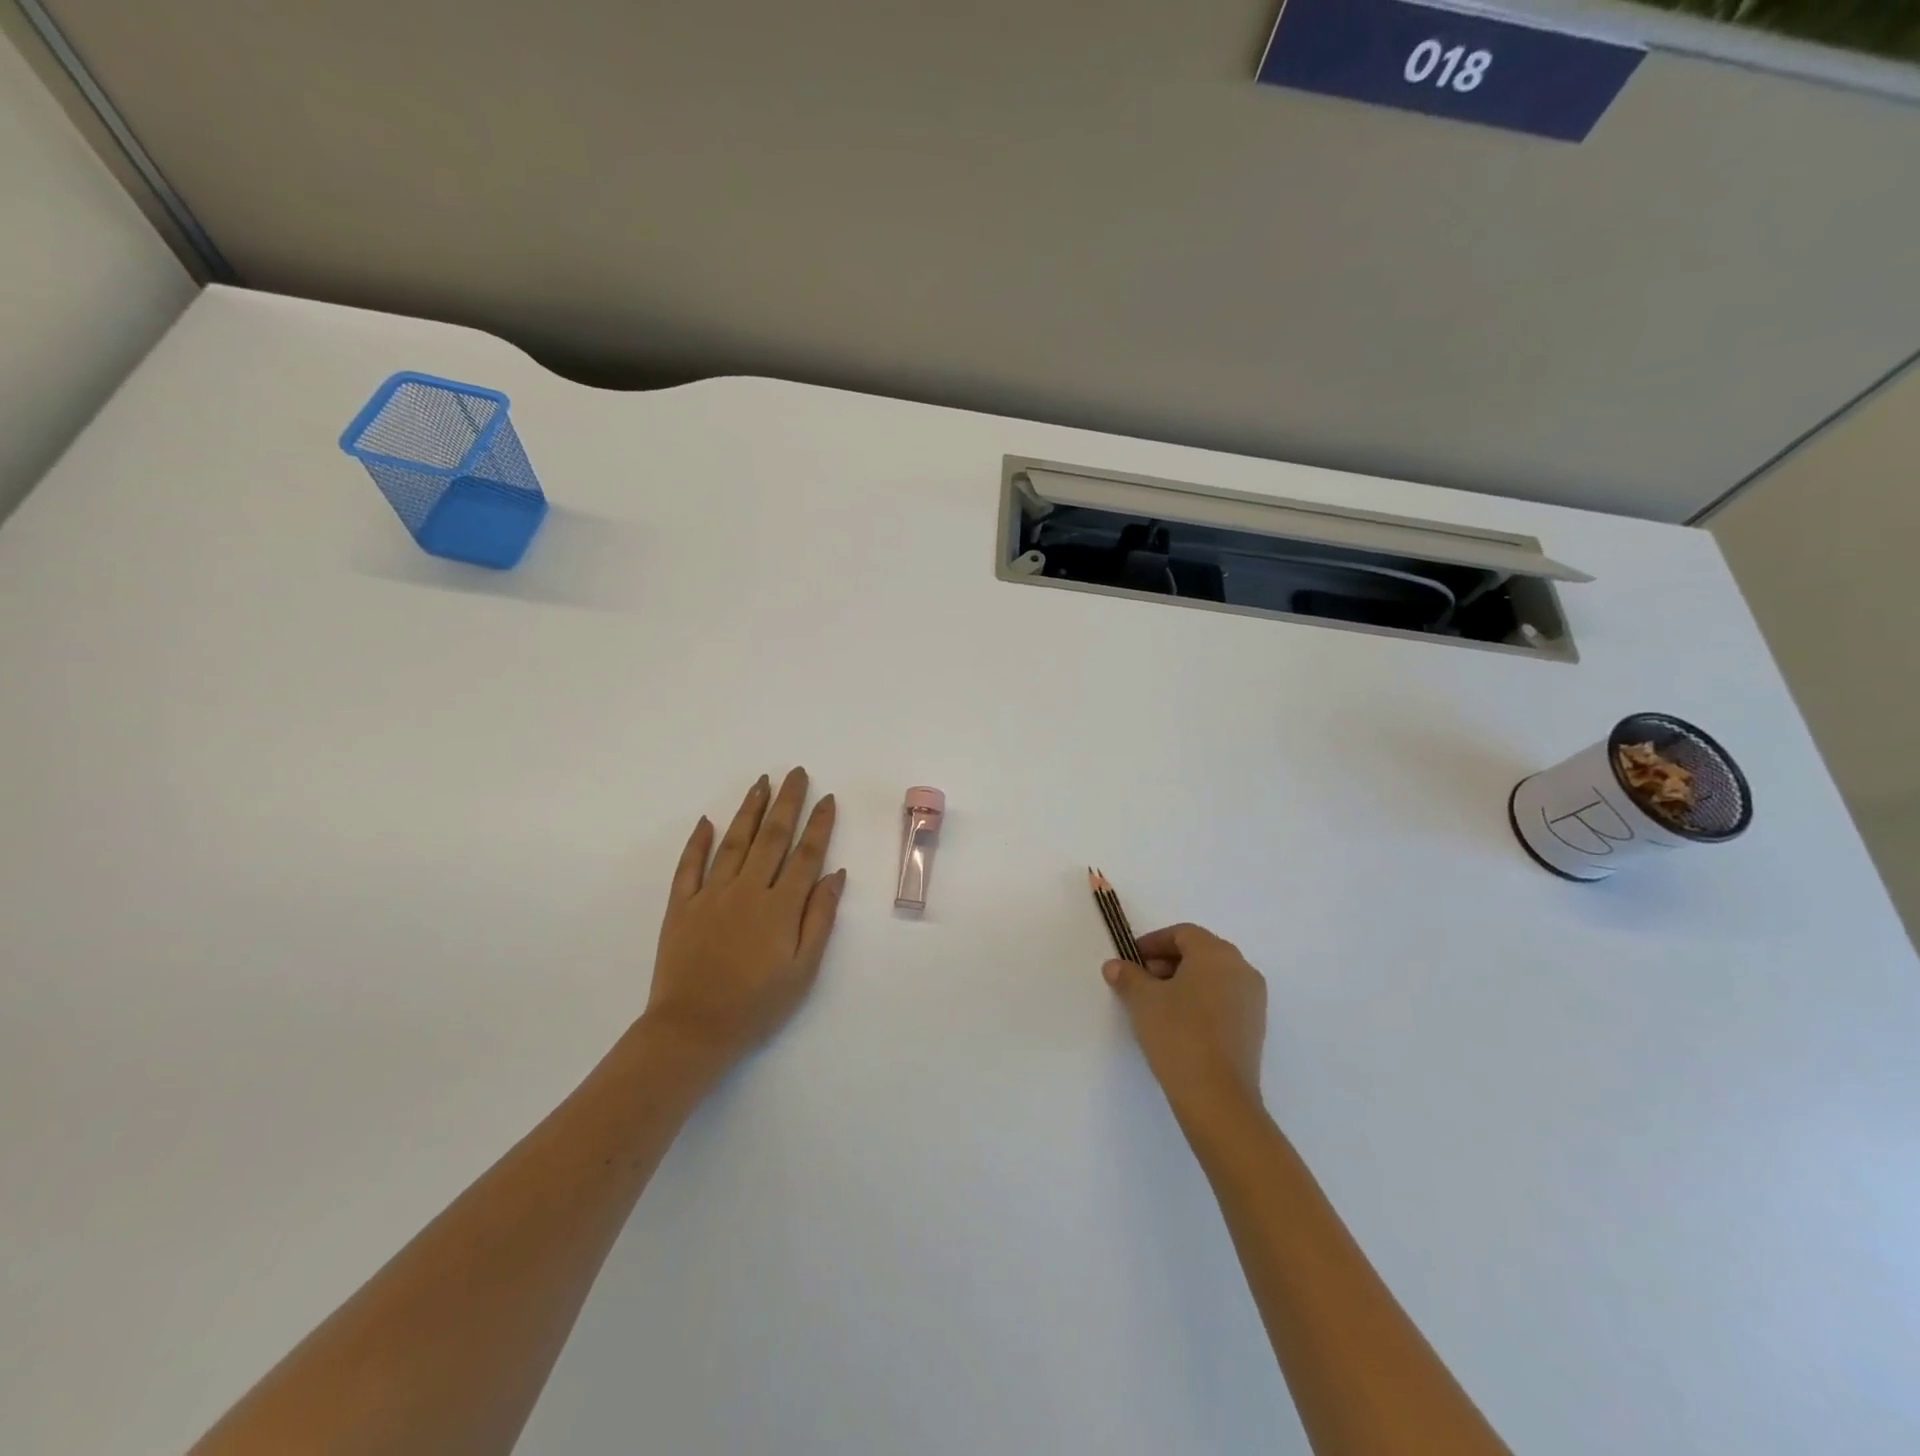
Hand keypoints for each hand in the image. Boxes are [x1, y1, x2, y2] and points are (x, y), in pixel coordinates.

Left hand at [642, 768, 844, 1069]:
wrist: (693, 1029)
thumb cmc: (757, 1005)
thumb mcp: (803, 970)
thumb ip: (819, 919)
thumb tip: (835, 875)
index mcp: (780, 906)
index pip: (805, 855)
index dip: (819, 825)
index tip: (827, 799)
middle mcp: (747, 890)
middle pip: (772, 837)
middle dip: (787, 802)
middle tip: (795, 773)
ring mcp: (711, 895)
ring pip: (734, 841)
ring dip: (750, 809)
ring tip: (761, 782)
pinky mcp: (681, 906)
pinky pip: (689, 866)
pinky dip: (698, 841)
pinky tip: (708, 820)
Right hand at [1103, 923, 1266, 1120]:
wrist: (1217, 1097)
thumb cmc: (1178, 1034)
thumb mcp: (1142, 1000)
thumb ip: (1127, 976)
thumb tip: (1115, 965)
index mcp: (1216, 953)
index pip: (1182, 934)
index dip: (1153, 943)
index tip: (1131, 960)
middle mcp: (1241, 968)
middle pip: (1200, 952)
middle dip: (1167, 962)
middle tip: (1141, 981)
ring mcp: (1253, 999)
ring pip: (1213, 976)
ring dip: (1184, 981)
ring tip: (1158, 1004)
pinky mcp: (1255, 1027)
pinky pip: (1224, 999)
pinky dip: (1202, 1001)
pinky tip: (1180, 1024)